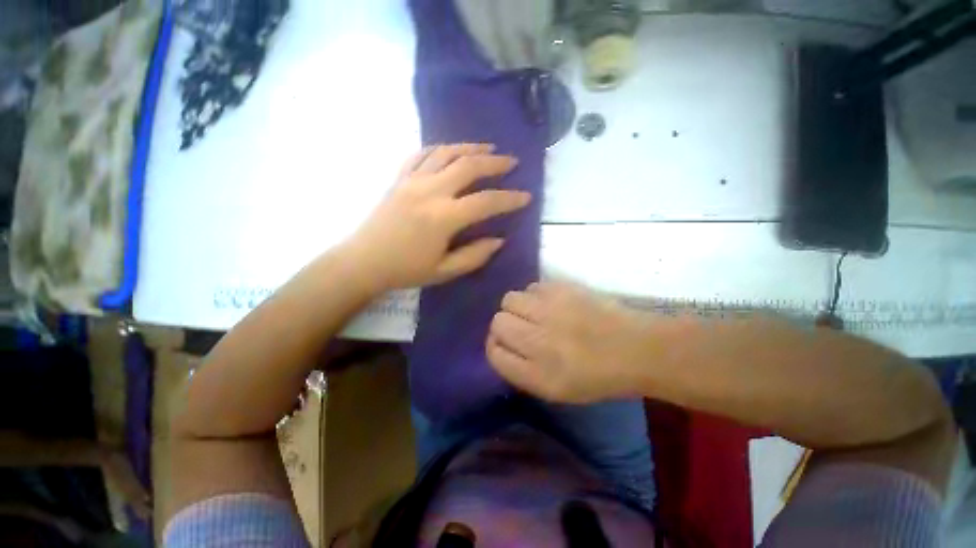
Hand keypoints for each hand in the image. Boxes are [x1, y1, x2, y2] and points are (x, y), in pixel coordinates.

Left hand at [347, 143, 529, 289]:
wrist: (364, 262)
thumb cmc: (406, 270)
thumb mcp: (445, 271)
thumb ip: (475, 255)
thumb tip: (499, 240)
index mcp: (443, 217)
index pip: (486, 202)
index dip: (509, 199)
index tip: (526, 196)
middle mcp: (430, 191)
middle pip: (468, 166)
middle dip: (494, 162)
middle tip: (511, 162)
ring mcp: (412, 180)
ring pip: (446, 152)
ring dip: (470, 147)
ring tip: (488, 147)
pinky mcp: (399, 178)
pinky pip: (421, 154)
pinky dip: (439, 148)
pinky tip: (450, 150)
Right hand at [487, 282, 653, 402]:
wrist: (636, 348)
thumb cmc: (597, 376)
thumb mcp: (555, 390)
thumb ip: (520, 370)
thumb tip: (499, 345)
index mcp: (537, 374)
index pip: (494, 353)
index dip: (495, 346)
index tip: (505, 344)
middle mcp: (538, 341)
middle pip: (497, 322)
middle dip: (504, 325)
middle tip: (522, 328)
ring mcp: (550, 311)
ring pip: (510, 299)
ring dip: (518, 307)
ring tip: (536, 313)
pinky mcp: (562, 289)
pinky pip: (531, 287)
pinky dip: (535, 295)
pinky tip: (550, 303)